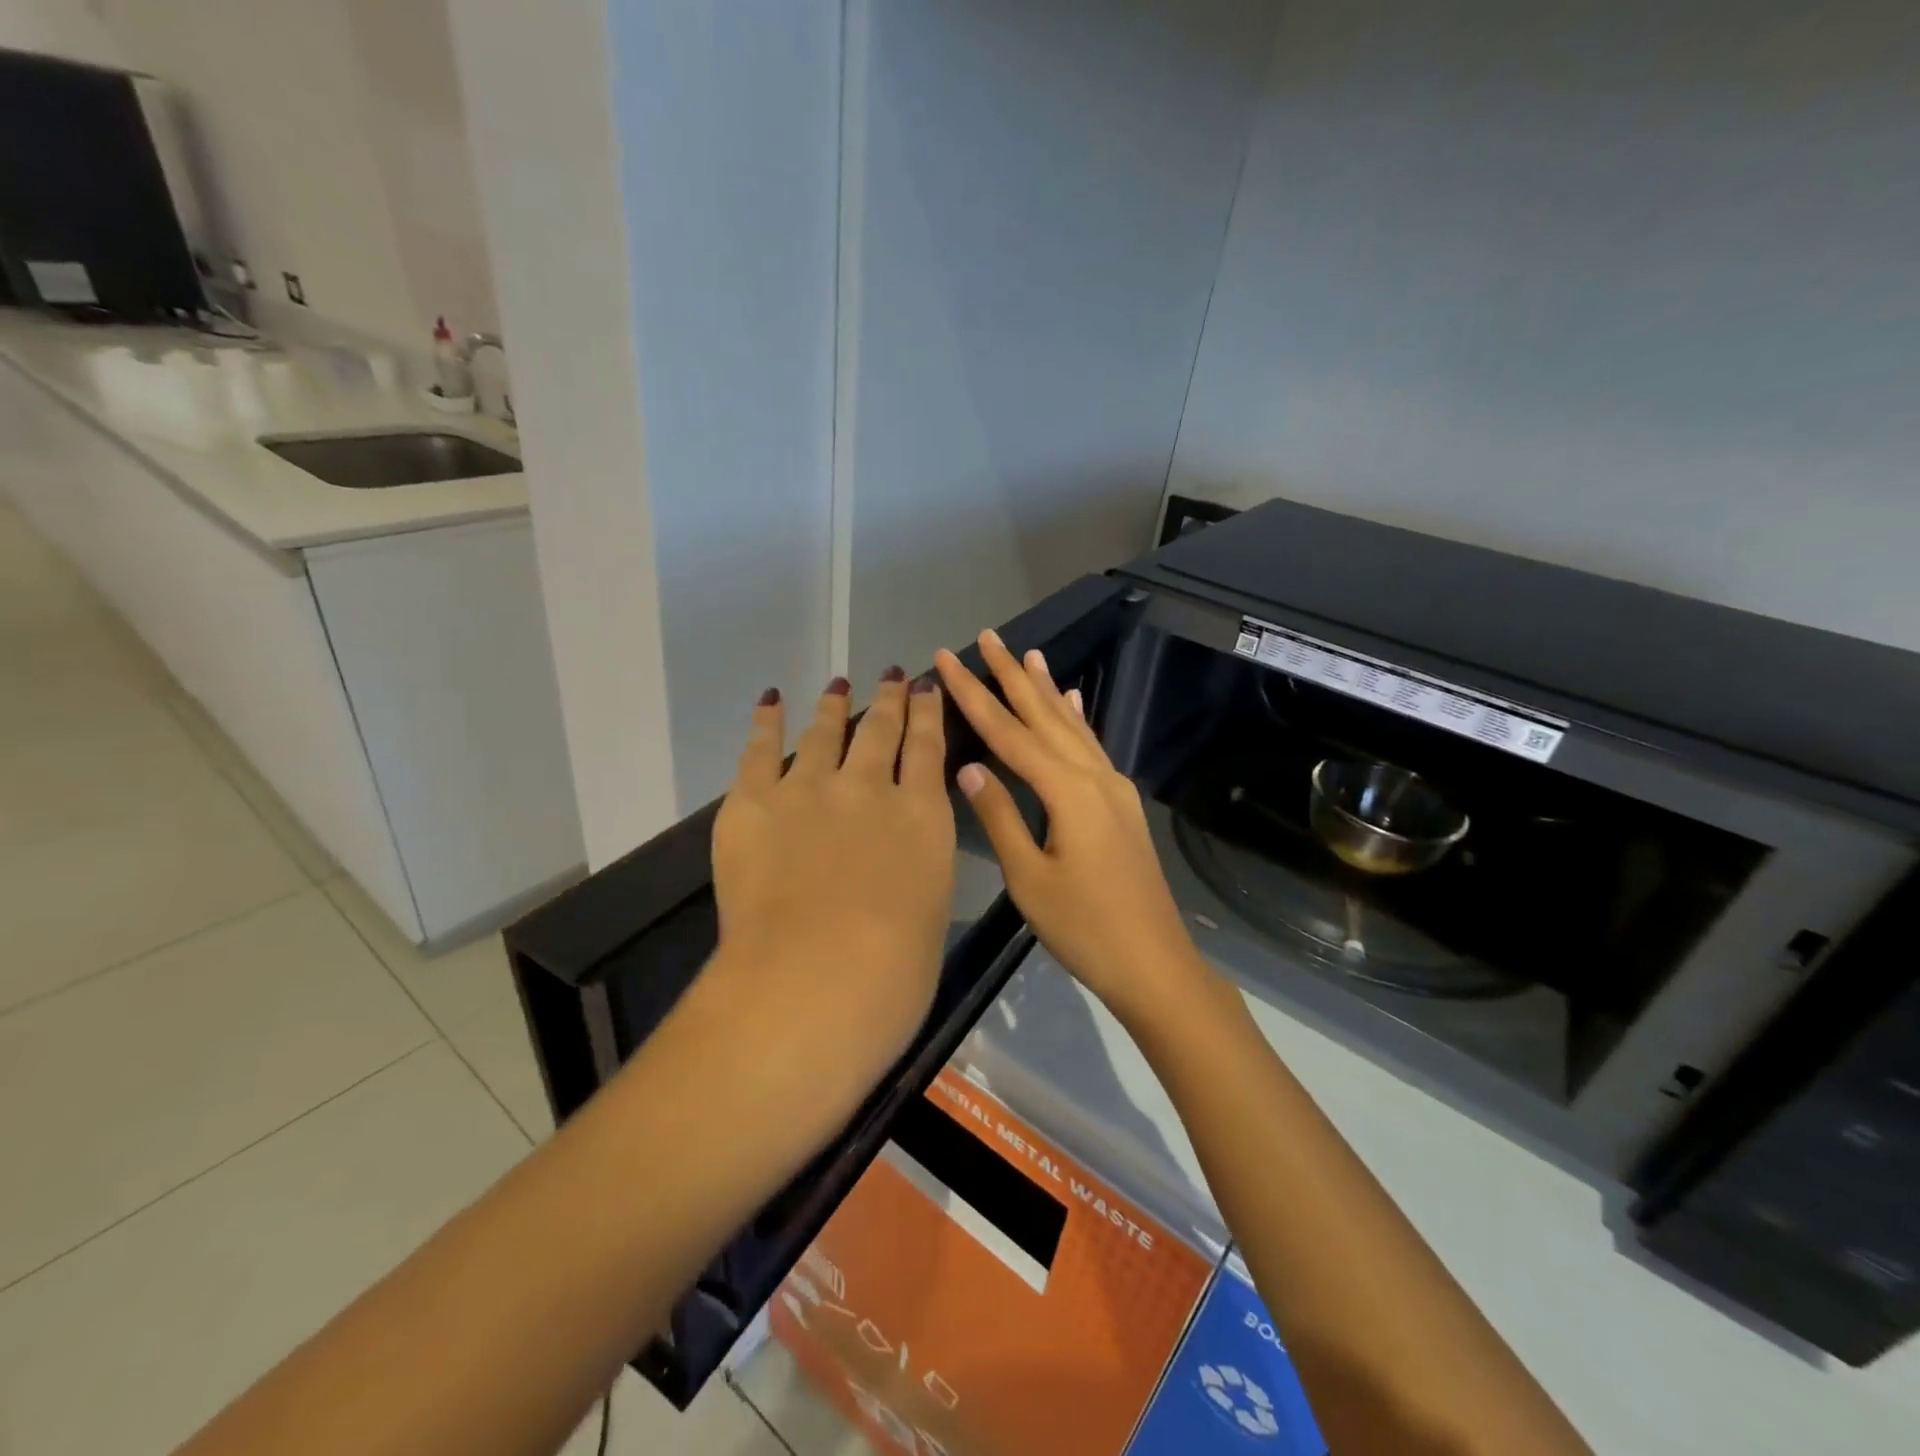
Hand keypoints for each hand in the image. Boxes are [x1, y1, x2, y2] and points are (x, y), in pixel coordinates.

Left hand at [706, 670, 955, 1103]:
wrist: (814, 979)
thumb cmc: (893, 972)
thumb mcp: (930, 909)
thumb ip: (918, 867)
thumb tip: (904, 854)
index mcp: (922, 815)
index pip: (928, 748)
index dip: (928, 713)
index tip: (925, 688)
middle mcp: (869, 787)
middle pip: (881, 730)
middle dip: (889, 700)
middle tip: (891, 676)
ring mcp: (809, 788)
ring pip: (826, 731)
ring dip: (835, 704)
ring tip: (839, 684)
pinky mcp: (753, 802)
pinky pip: (761, 749)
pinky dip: (767, 721)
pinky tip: (772, 700)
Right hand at [933, 631, 1205, 1024]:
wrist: (1154, 963)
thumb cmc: (1085, 929)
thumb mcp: (1031, 878)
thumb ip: (1001, 817)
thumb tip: (969, 768)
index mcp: (1068, 791)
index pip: (1010, 733)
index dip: (974, 695)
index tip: (948, 659)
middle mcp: (1094, 776)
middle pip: (1044, 716)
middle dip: (1012, 675)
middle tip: (988, 636)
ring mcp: (1113, 787)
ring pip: (1072, 726)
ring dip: (1045, 689)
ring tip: (1028, 654)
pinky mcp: (1121, 803)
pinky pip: (1092, 747)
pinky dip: (1076, 719)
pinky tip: (1072, 702)